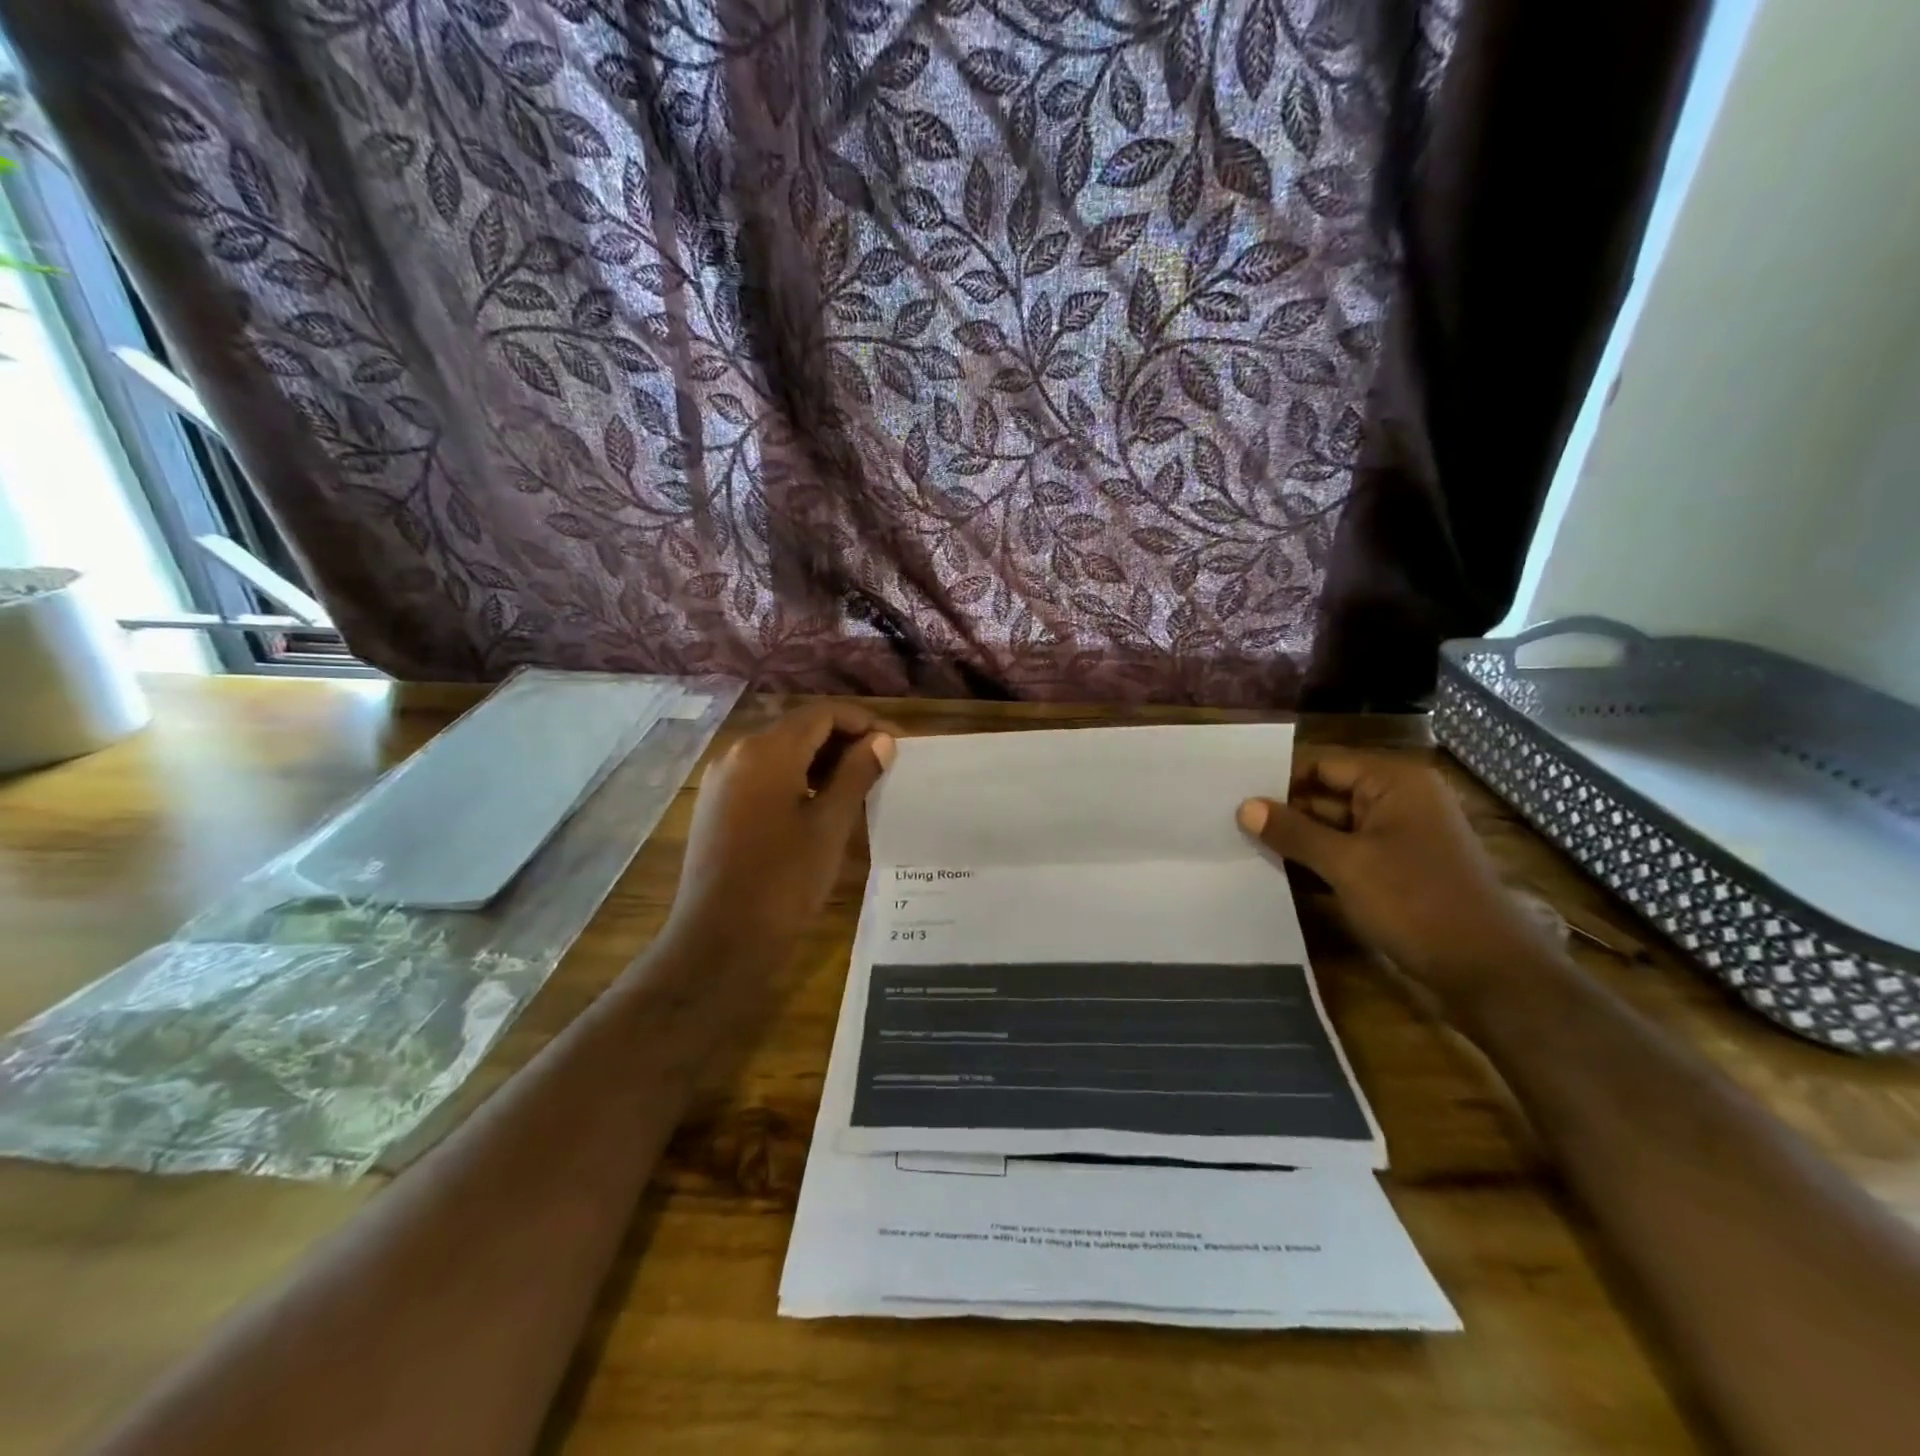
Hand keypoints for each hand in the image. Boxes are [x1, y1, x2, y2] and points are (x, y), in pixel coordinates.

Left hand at [665, 704, 896, 956]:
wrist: (719, 940)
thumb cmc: (783, 881)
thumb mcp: (830, 825)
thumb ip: (857, 774)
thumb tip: (881, 740)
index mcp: (767, 750)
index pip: (824, 713)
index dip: (864, 723)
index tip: (897, 746)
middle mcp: (738, 753)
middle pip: (800, 728)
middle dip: (844, 740)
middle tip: (883, 767)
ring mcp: (722, 779)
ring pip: (781, 752)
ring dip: (821, 760)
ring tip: (858, 786)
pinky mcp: (716, 804)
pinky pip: (763, 775)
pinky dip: (796, 778)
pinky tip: (820, 805)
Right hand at [1236, 749, 1558, 1008]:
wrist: (1490, 973)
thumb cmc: (1417, 904)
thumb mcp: (1347, 864)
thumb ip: (1293, 832)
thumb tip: (1244, 806)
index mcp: (1394, 782)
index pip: (1321, 764)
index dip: (1276, 778)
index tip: (1231, 793)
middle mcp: (1398, 800)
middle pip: (1326, 794)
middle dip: (1282, 810)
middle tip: (1227, 821)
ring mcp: (1400, 837)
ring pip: (1333, 826)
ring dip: (1296, 839)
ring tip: (1240, 844)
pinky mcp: (1397, 869)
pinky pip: (1347, 853)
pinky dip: (1317, 860)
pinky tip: (1276, 870)